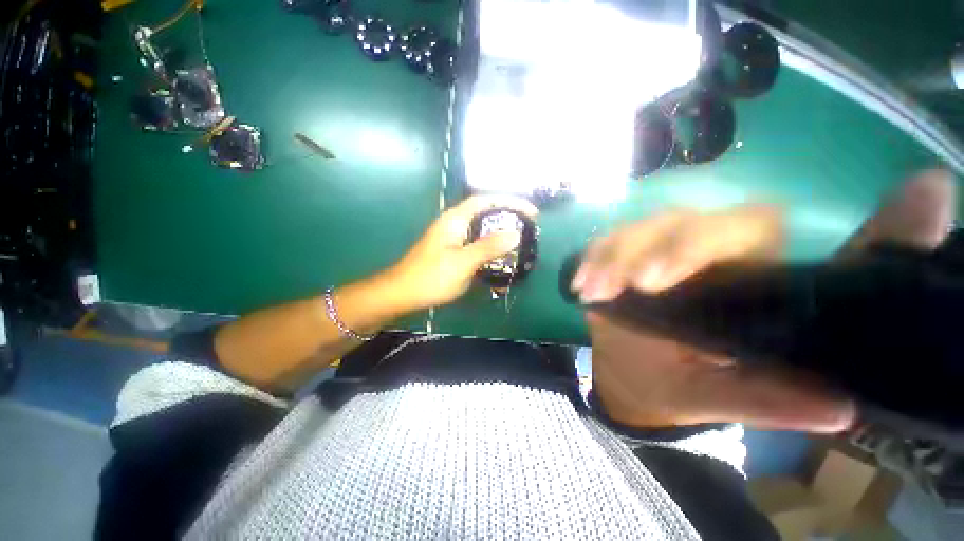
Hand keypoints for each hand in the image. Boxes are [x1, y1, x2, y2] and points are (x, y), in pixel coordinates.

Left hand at [387, 195, 538, 311]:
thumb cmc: (431, 277)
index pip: (486, 200)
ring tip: (520, 243)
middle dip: (508, 218)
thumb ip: (488, 247)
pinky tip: (501, 260)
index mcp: (455, 219)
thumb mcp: (462, 262)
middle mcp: (455, 224)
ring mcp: (453, 239)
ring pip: (482, 230)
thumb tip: (516, 234)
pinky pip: (477, 245)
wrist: (402, 294)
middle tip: (529, 228)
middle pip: (486, 214)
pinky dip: (491, 250)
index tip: (531, 212)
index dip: (510, 202)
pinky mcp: (453, 252)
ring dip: (500, 235)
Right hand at [582, 206, 853, 431]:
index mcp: (744, 280)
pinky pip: (604, 242)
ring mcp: (655, 250)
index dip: (710, 240)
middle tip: (625, 286)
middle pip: (684, 221)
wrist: (629, 376)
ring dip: (612, 257)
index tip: (668, 279)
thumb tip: (841, 409)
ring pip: (639, 228)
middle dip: (654, 249)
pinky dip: (591, 259)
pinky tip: (581, 286)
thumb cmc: (678, 385)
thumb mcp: (719, 398)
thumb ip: (769, 401)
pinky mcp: (619, 257)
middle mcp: (704, 253)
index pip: (751, 228)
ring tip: (594, 293)